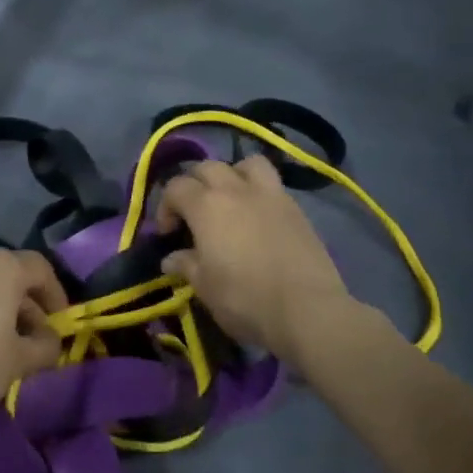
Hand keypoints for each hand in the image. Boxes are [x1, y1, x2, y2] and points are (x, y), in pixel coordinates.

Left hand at [0, 250, 67, 418]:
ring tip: (4, 350)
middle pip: (10, 278)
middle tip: (35, 343)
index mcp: (3, 267)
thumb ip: (45, 348)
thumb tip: (52, 342)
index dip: (57, 296)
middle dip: (28, 309)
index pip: (41, 269)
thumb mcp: (20, 361)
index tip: (61, 325)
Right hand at [156, 156, 351, 363]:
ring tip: (231, 200)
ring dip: (232, 174)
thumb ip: (186, 265)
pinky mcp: (296, 207)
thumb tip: (171, 258)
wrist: (307, 309)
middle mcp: (236, 189)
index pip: (176, 187)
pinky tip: (258, 216)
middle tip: (193, 214)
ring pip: (246, 163)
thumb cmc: (245, 299)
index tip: (168, 234)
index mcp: (206, 205)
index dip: (166, 207)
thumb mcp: (205, 287)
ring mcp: (270, 194)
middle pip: (208, 167)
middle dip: (194, 185)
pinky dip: (259, 190)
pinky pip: (272, 183)